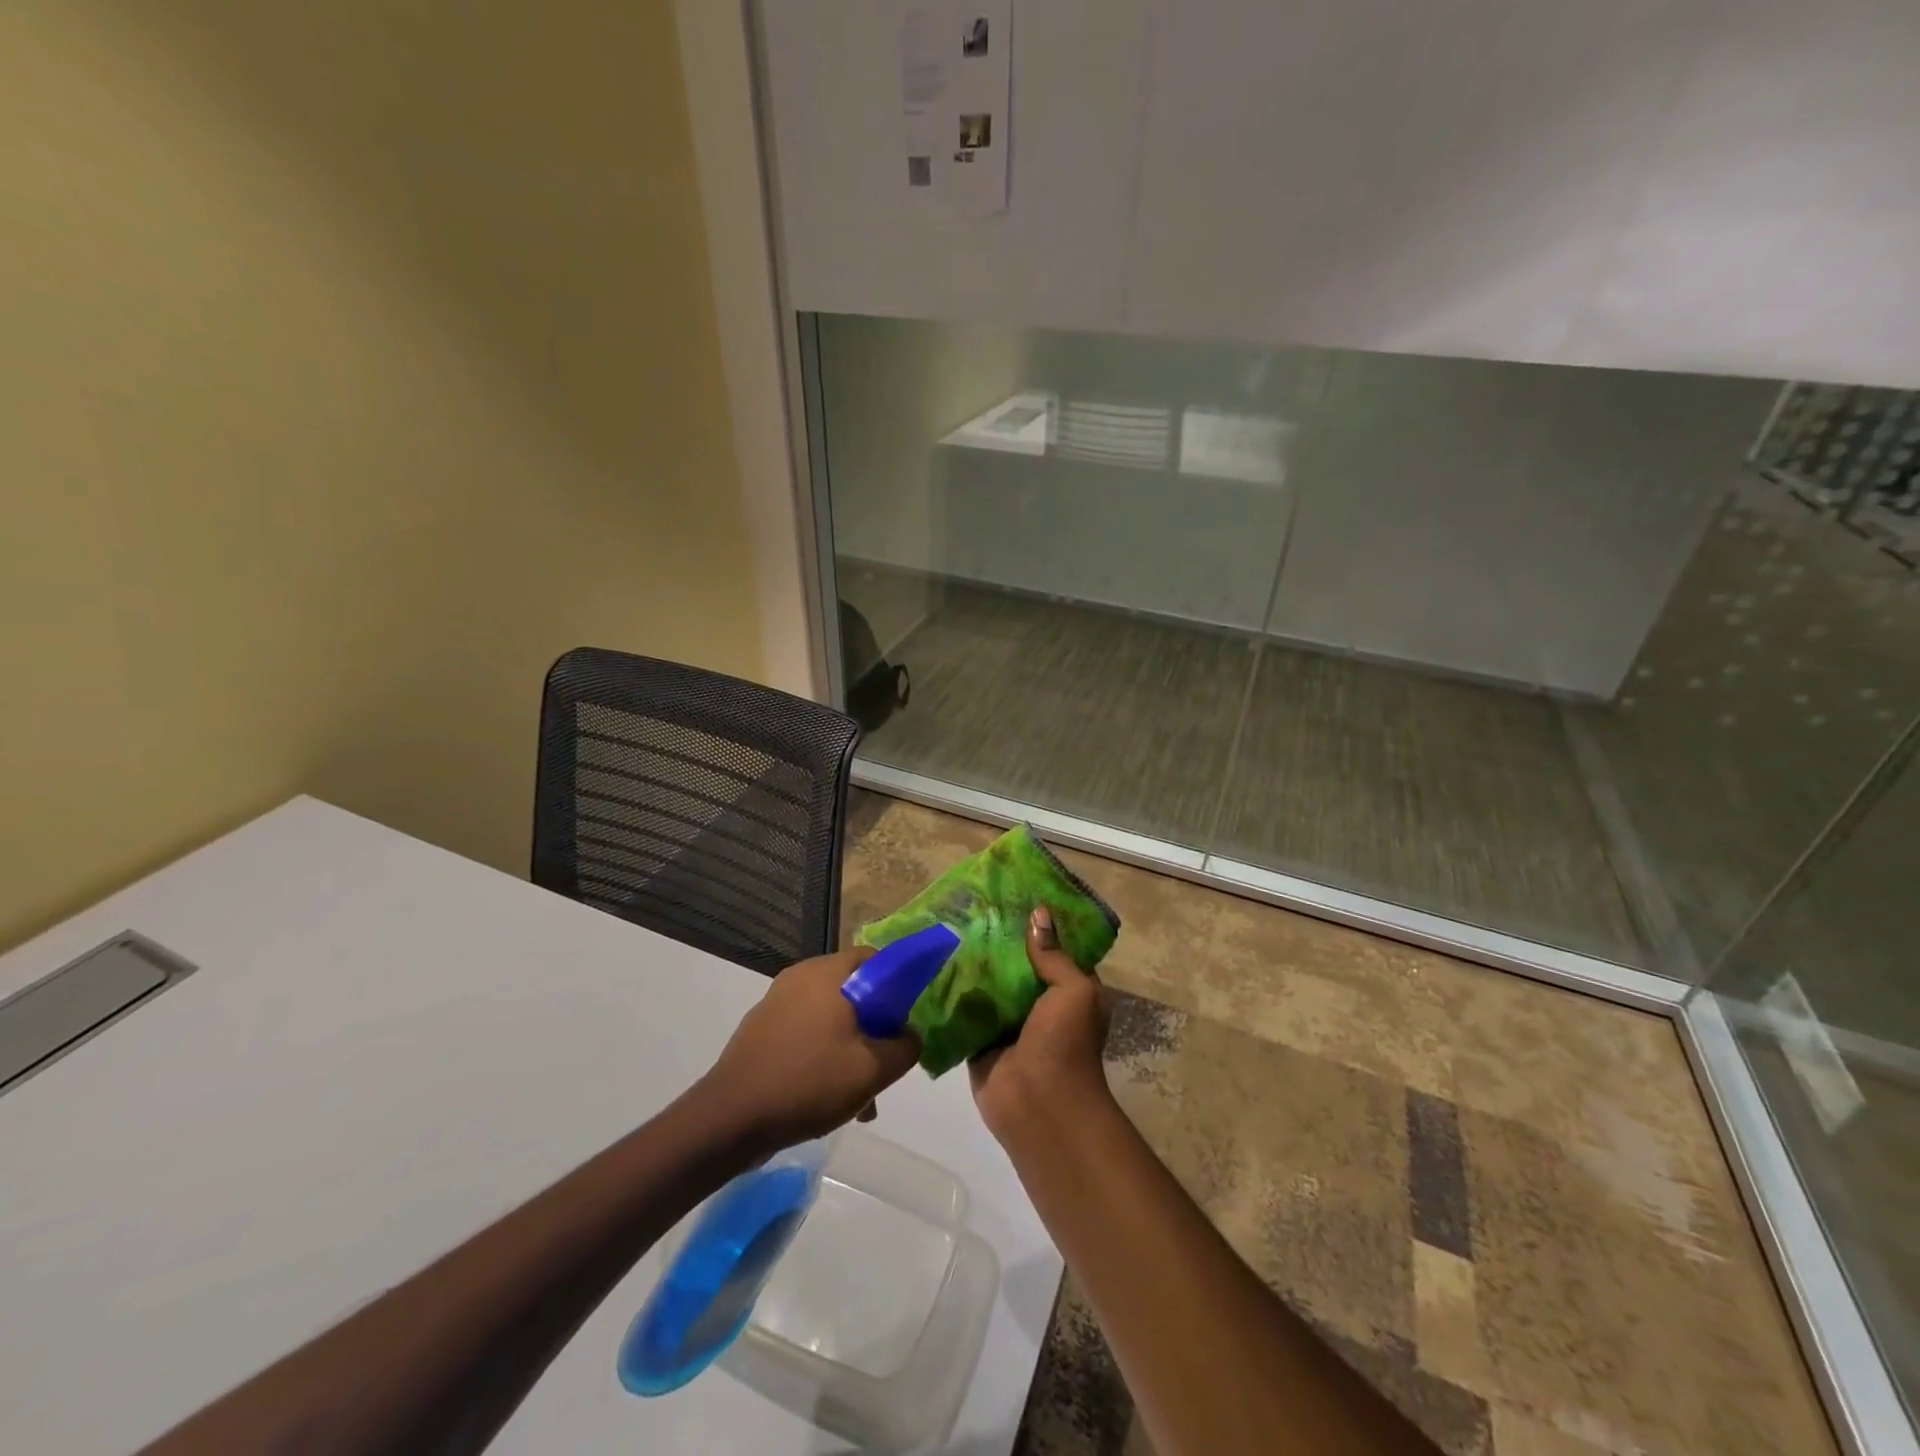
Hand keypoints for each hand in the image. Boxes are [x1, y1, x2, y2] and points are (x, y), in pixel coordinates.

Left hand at [699, 948, 922, 1151]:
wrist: (729, 1119)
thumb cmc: (807, 1082)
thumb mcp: (871, 1070)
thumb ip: (905, 1047)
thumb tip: (910, 1035)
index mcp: (826, 973)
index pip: (874, 958)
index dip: (898, 985)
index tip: (906, 1020)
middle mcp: (800, 978)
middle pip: (854, 991)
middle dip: (875, 1027)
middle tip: (884, 1063)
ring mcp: (776, 1003)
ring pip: (831, 1017)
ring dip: (851, 1048)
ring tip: (860, 1098)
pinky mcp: (761, 1030)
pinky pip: (806, 1033)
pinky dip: (823, 1055)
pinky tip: (828, 1098)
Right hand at [969, 906, 1113, 1143]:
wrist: (1039, 1105)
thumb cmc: (1066, 1043)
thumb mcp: (1074, 991)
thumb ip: (1054, 955)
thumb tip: (1038, 913)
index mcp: (1069, 991)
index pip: (1054, 949)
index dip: (1039, 924)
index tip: (1014, 894)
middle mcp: (1040, 1004)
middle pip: (1018, 964)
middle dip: (999, 940)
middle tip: (972, 904)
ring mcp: (1009, 1023)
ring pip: (990, 984)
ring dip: (974, 963)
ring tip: (949, 924)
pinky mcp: (980, 1039)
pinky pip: (966, 1009)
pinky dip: (954, 991)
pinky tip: (934, 962)